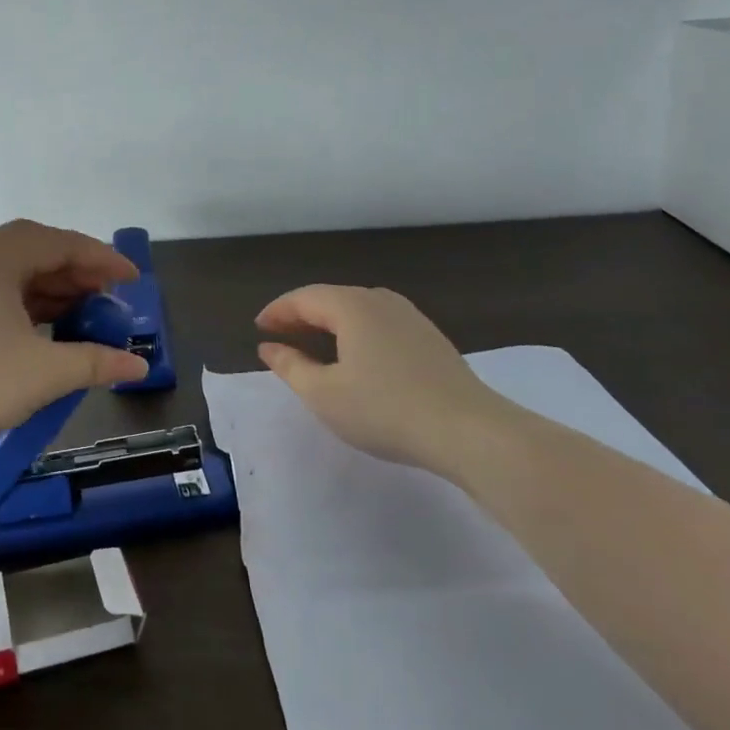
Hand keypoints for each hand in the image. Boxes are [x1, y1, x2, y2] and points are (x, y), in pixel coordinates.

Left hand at [0, 219, 149, 463]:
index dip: (100, 257)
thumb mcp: (43, 372)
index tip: (132, 279)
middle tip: (110, 300)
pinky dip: (30, 314)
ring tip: (87, 319)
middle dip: (77, 274)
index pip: (57, 242)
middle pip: (35, 255)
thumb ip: (95, 362)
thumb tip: (137, 365)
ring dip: (54, 295)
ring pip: (15, 281)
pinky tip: (50, 338)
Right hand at [255, 284, 513, 476]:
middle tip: (281, 335)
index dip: (278, 311)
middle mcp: (380, 300)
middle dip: (302, 315)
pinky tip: (357, 358)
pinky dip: (356, 333)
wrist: (470, 432)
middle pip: (331, 299)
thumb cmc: (385, 410)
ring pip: (358, 310)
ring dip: (331, 323)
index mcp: (351, 306)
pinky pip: (380, 324)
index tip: (259, 328)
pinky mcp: (430, 339)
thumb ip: (291, 367)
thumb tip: (269, 348)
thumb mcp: (324, 394)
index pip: (303, 298)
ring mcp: (410, 318)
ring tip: (314, 345)